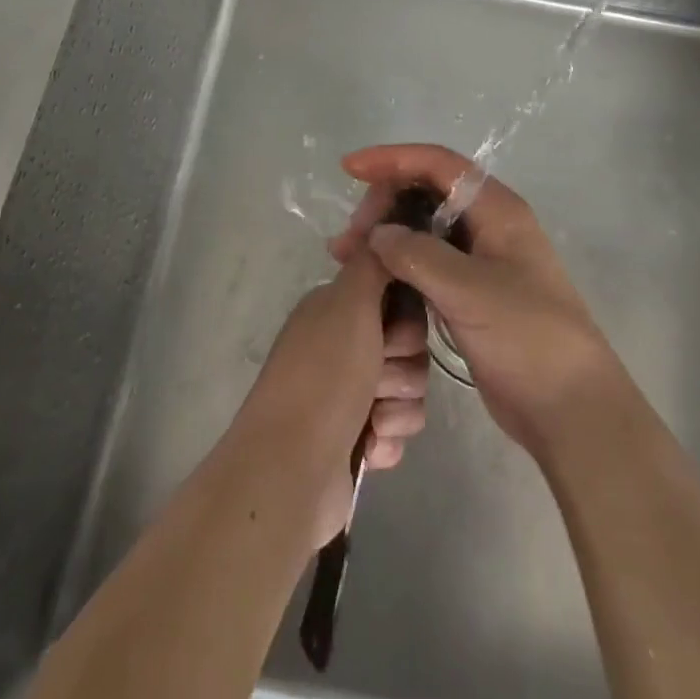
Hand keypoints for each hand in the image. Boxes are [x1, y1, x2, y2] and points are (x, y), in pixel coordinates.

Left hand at [233, 250, 430, 550]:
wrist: (290, 469)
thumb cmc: (323, 377)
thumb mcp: (349, 303)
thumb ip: (372, 264)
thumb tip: (384, 229)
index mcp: (336, 311)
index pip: (397, 300)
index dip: (406, 320)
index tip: (393, 334)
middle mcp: (341, 347)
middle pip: (409, 347)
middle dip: (403, 368)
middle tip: (378, 380)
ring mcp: (347, 395)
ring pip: (408, 390)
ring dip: (398, 407)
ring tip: (372, 421)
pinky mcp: (355, 439)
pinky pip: (397, 429)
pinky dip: (388, 439)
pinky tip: (368, 446)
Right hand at [332, 144, 622, 458]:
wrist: (569, 408)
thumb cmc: (527, 338)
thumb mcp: (470, 291)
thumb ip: (419, 255)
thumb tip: (378, 234)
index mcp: (497, 210)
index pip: (438, 165)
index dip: (393, 160)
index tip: (350, 169)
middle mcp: (488, 226)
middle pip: (426, 193)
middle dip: (384, 204)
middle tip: (349, 239)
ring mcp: (479, 261)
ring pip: (423, 229)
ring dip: (386, 235)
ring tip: (344, 257)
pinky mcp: (469, 294)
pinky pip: (425, 263)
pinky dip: (396, 264)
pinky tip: (370, 278)